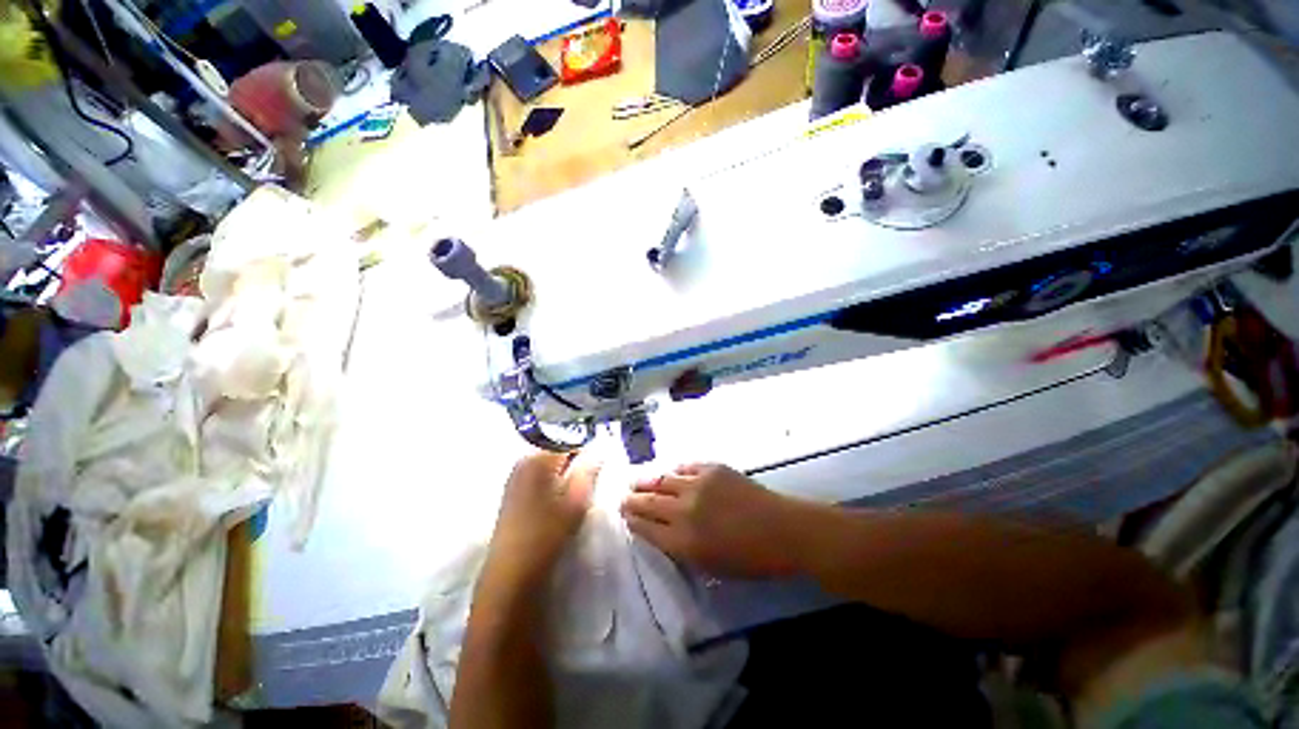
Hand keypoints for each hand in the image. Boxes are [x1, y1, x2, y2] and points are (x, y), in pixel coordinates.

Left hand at [482, 452, 599, 590]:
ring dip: (567, 468)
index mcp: (539, 457)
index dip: (588, 446)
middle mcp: (524, 459)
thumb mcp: (577, 499)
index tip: (601, 460)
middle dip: (578, 457)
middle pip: (559, 447)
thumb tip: (601, 449)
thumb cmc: (547, 533)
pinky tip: (561, 496)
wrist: (511, 572)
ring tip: (579, 487)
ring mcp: (516, 474)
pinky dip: (555, 478)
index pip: (570, 438)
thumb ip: (590, 469)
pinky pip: (540, 473)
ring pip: (550, 461)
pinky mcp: (513, 489)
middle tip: (593, 475)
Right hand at [620, 463, 798, 577]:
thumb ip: (684, 549)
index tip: (624, 515)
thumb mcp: (712, 567)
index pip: (646, 528)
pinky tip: (669, 472)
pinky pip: (685, 467)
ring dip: (646, 481)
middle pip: (649, 502)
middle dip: (632, 500)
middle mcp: (684, 510)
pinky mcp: (712, 469)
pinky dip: (673, 471)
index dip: (632, 521)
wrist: (783, 529)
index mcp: (683, 541)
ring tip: (636, 481)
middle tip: (623, 497)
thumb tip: (665, 533)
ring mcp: (698, 485)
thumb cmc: (751, 559)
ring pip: (662, 480)